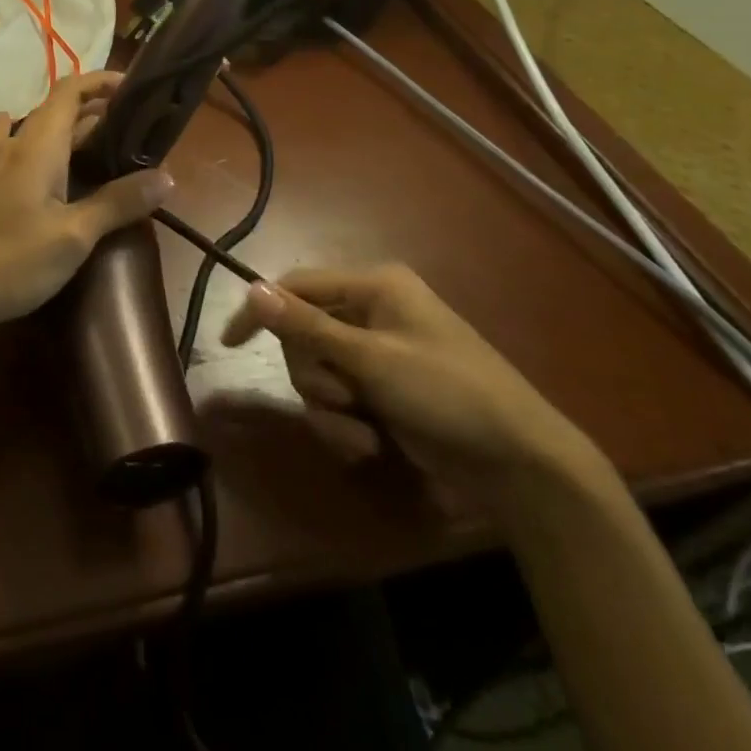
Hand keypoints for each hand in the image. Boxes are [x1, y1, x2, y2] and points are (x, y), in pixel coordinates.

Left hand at [0, 71, 173, 357]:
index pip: (70, 90)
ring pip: (40, 133)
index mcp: (38, 146)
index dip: (102, 81)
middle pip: (58, 110)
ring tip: (106, 141)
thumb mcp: (73, 236)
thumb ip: (118, 203)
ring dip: (72, 130)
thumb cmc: (9, 260)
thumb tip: (167, 177)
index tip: (136, 88)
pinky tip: (31, 145)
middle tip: (136, 127)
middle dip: (97, 110)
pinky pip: (19, 151)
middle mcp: (16, 146)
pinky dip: (40, 144)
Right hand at [220, 266, 602, 508]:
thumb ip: (308, 326)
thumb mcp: (372, 360)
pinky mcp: (383, 390)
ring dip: (330, 407)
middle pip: (303, 333)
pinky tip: (368, 445)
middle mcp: (372, 312)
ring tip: (361, 431)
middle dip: (313, 374)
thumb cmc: (449, 394)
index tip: (230, 344)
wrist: (521, 465)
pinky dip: (345, 424)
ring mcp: (377, 353)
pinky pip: (338, 399)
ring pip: (317, 371)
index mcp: (374, 286)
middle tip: (339, 399)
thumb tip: (251, 289)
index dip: (262, 311)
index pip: (297, 284)